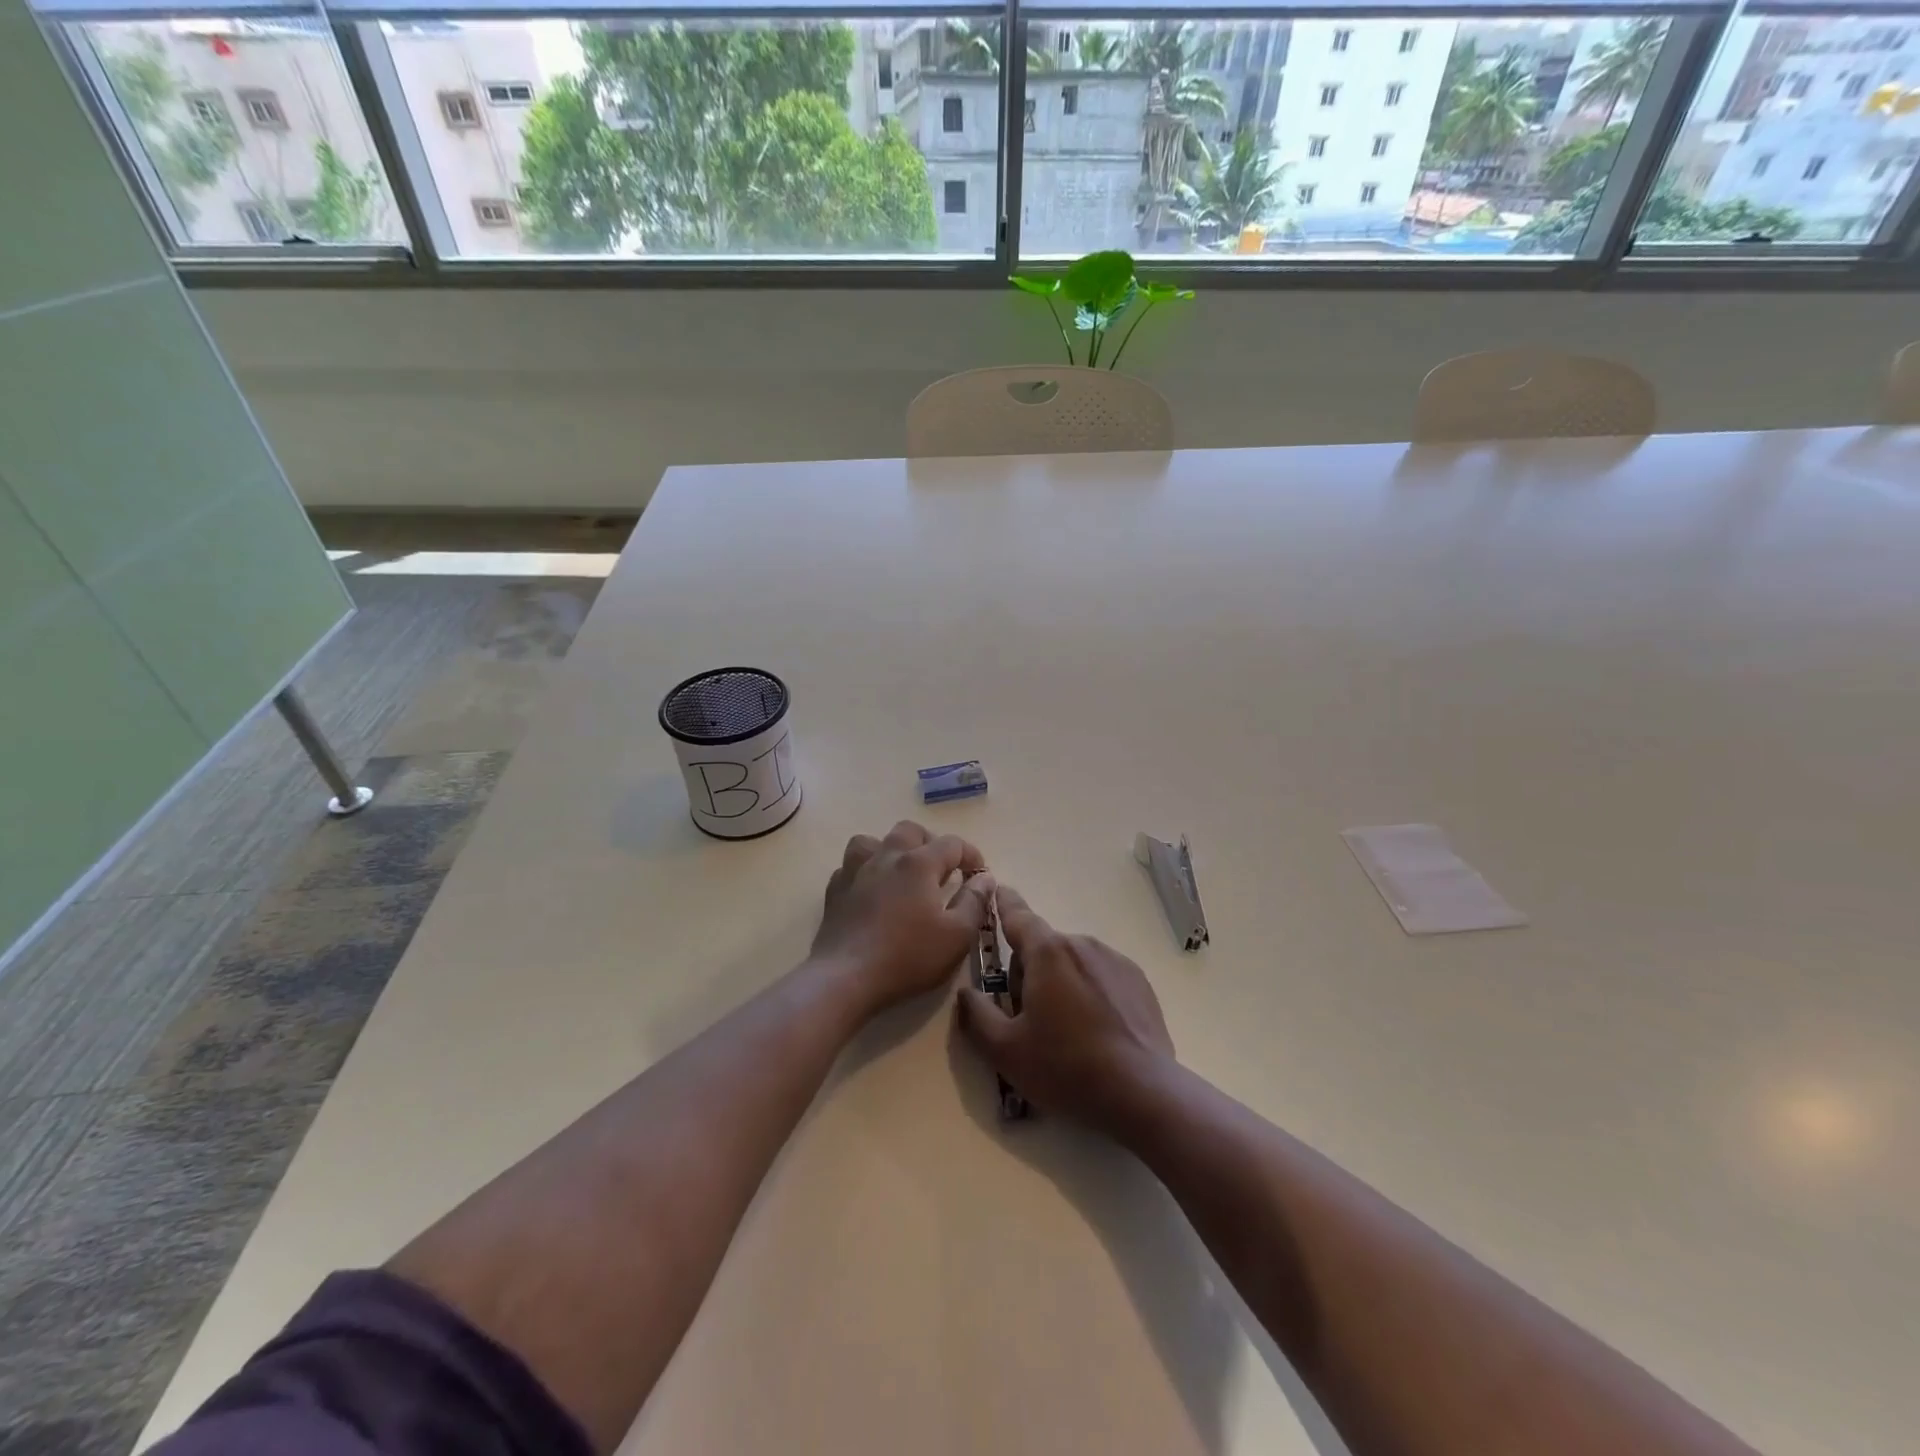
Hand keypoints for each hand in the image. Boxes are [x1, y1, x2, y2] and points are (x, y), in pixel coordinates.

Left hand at [813, 821, 993, 1012]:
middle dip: (930, 843)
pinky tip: (871, 891)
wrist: (846, 977)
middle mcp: (886, 856)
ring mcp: (856, 871)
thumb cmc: (908, 957)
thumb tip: (985, 878)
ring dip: (890, 849)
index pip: (952, 844)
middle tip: (941, 870)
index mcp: (919, 863)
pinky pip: (851, 867)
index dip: (971, 854)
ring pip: (872, 841)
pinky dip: (865, 872)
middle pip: (910, 831)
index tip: (979, 874)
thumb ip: (975, 902)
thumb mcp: (957, 936)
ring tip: (900, 872)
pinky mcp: (835, 890)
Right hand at [955, 884, 1173, 1132]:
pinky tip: (1096, 1033)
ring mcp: (1115, 961)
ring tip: (1066, 1034)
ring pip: (1073, 963)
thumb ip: (976, 1015)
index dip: (1004, 904)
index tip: (999, 888)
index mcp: (1047, 952)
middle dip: (1030, 974)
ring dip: (1061, 983)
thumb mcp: (1005, 1050)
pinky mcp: (1139, 982)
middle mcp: (1082, 944)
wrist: (1142, 1093)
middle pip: (1043, 949)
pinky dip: (1091, 993)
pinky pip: (1101, 976)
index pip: (1018, 917)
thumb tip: (966, 993)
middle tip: (1028, 1021)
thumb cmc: (1065, 1067)